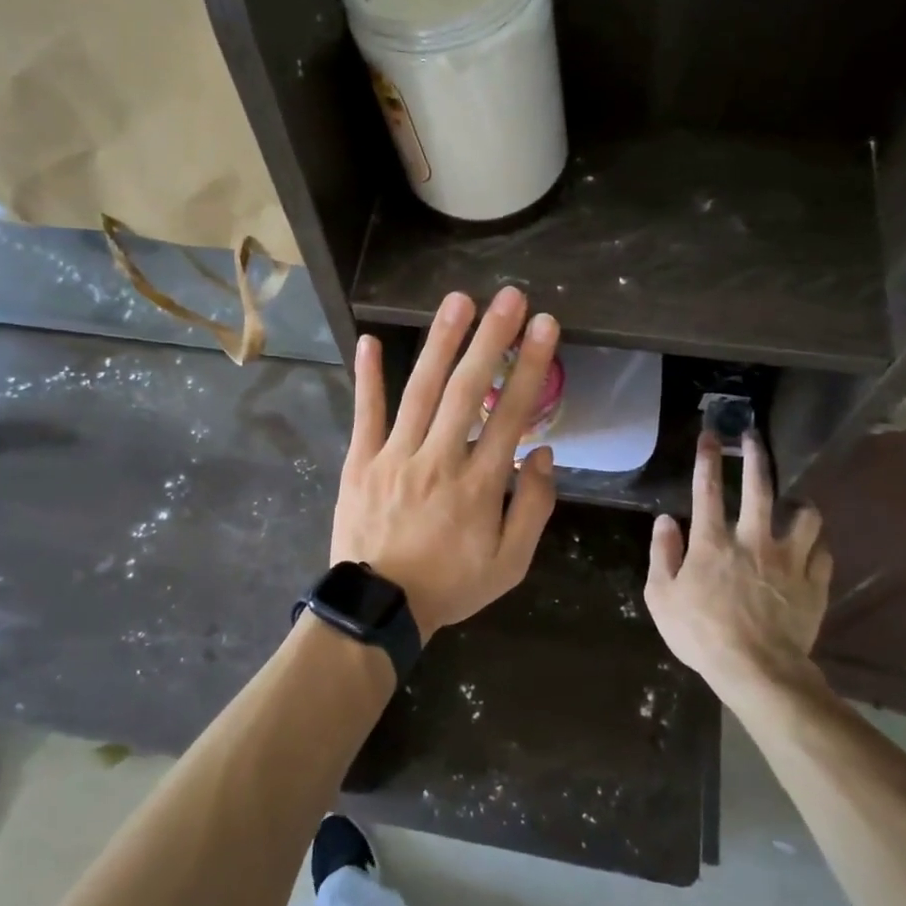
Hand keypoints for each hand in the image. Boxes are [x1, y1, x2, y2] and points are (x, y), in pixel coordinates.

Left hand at [332, 287, 559, 639]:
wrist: (379, 609)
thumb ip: (534, 508)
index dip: (531, 366)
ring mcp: (395, 457)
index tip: (545, 326)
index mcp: (480, 484)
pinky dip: (368, 377)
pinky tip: (371, 341)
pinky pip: (366, 414)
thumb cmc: (450, 585)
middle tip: (509, 297)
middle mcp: (439, 460)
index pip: (512, 414)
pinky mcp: (361, 462)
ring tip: (459, 302)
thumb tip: (545, 454)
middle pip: (469, 390)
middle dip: (492, 339)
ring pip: (421, 391)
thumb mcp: (511, 564)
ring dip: (441, 343)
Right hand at [643, 432, 833, 694]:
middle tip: (754, 438)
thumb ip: (662, 554)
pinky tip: (811, 548)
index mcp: (712, 542)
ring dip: (799, 505)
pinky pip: (823, 552)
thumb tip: (665, 521)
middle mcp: (753, 540)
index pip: (706, 489)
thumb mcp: (661, 597)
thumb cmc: (701, 634)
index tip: (711, 434)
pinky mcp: (814, 584)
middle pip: (760, 487)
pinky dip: (816, 545)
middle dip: (756, 456)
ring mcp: (789, 561)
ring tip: (796, 504)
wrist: (758, 671)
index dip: (707, 458)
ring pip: (805, 516)